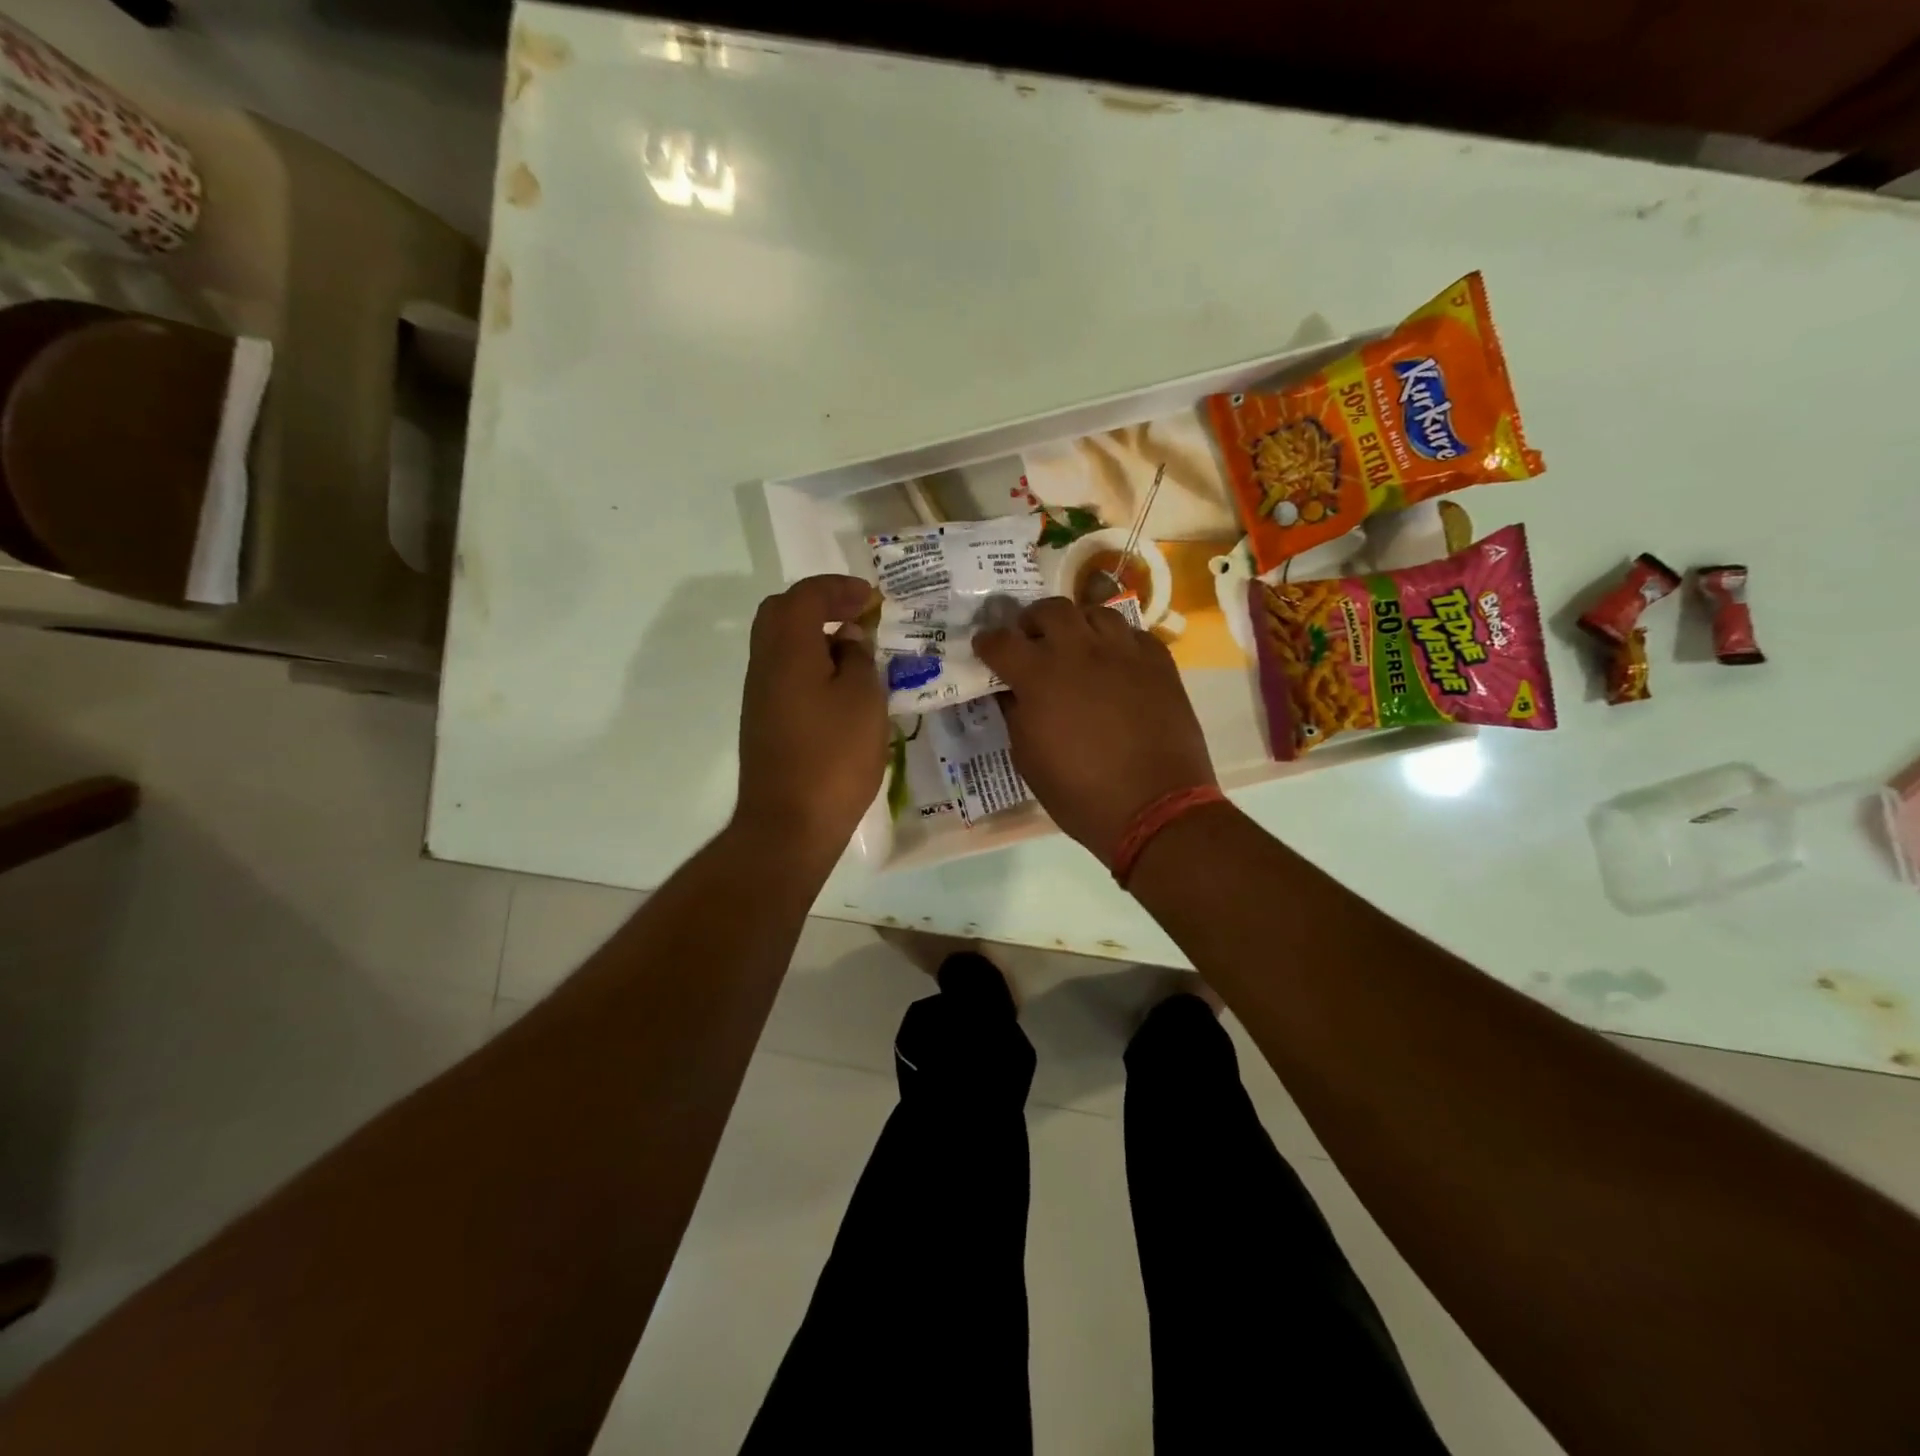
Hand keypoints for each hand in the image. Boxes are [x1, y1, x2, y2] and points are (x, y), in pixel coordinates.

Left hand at [734, 575, 887, 863]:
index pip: (806, 596)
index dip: (839, 589)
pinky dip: (811, 663)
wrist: (789, 825)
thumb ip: (857, 659)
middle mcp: (764, 665)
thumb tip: (847, 641)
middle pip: (781, 613)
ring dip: (815, 635)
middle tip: (857, 615)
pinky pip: (785, 673)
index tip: (872, 598)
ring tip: (856, 650)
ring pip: (781, 644)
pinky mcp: (765, 722)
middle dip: (820, 605)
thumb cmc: (833, 757)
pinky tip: (841, 686)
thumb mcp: (863, 700)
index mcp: (787, 650)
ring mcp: (760, 695)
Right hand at [974, 598, 1215, 864]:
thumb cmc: (1081, 793)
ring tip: (1076, 646)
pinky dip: (1116, 642)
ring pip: (1094, 612)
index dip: (987, 643)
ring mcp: (1123, 651)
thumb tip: (1011, 692)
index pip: (1001, 641)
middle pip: (1049, 610)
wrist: (1155, 807)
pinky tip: (1115, 662)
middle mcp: (1079, 651)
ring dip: (1077, 624)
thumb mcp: (1028, 760)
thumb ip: (1016, 715)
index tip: (985, 649)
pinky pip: (1132, 633)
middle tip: (1031, 641)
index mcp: (1039, 677)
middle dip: (1032, 621)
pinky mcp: (1158, 661)